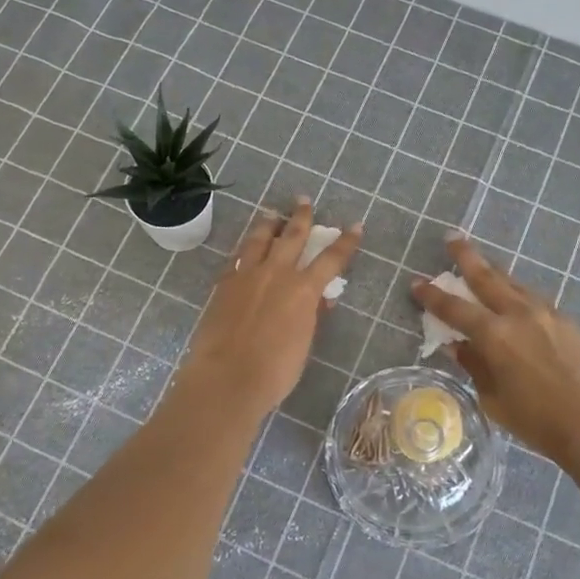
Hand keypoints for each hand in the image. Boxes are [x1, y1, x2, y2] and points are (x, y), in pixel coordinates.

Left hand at [175, 200, 360, 420]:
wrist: (227, 377)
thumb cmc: (275, 371)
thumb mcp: (303, 343)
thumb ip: (311, 316)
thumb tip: (319, 299)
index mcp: (303, 289)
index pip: (331, 258)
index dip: (346, 242)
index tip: (355, 226)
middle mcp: (276, 273)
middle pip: (292, 236)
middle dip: (301, 217)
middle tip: (303, 201)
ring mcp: (246, 275)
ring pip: (259, 239)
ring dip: (268, 224)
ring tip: (271, 214)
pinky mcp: (223, 284)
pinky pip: (237, 257)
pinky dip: (245, 249)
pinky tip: (244, 248)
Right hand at [412, 235, 579, 465]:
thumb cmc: (538, 420)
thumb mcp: (493, 398)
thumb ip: (474, 366)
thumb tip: (458, 346)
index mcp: (494, 335)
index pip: (454, 309)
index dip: (432, 295)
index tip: (417, 282)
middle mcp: (518, 314)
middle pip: (487, 277)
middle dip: (466, 257)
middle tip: (453, 238)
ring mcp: (546, 314)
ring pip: (514, 284)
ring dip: (495, 272)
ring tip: (484, 265)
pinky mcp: (567, 321)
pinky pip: (534, 299)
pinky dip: (518, 293)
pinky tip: (516, 298)